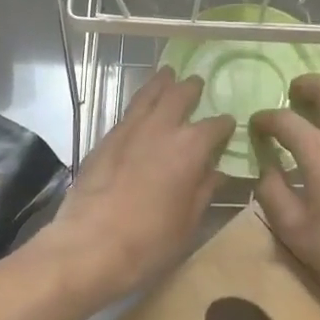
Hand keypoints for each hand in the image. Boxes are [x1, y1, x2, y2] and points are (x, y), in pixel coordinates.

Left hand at [40, 68, 233, 306]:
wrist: (90, 245)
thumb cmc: (150, 240)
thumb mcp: (188, 221)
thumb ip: (204, 190)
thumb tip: (217, 172)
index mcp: (190, 147)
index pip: (215, 126)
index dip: (225, 125)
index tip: (229, 125)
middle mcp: (161, 128)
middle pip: (179, 95)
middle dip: (191, 88)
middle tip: (197, 83)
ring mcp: (129, 130)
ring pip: (148, 95)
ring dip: (161, 83)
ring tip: (168, 74)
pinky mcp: (105, 139)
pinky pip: (127, 111)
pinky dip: (139, 103)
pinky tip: (141, 107)